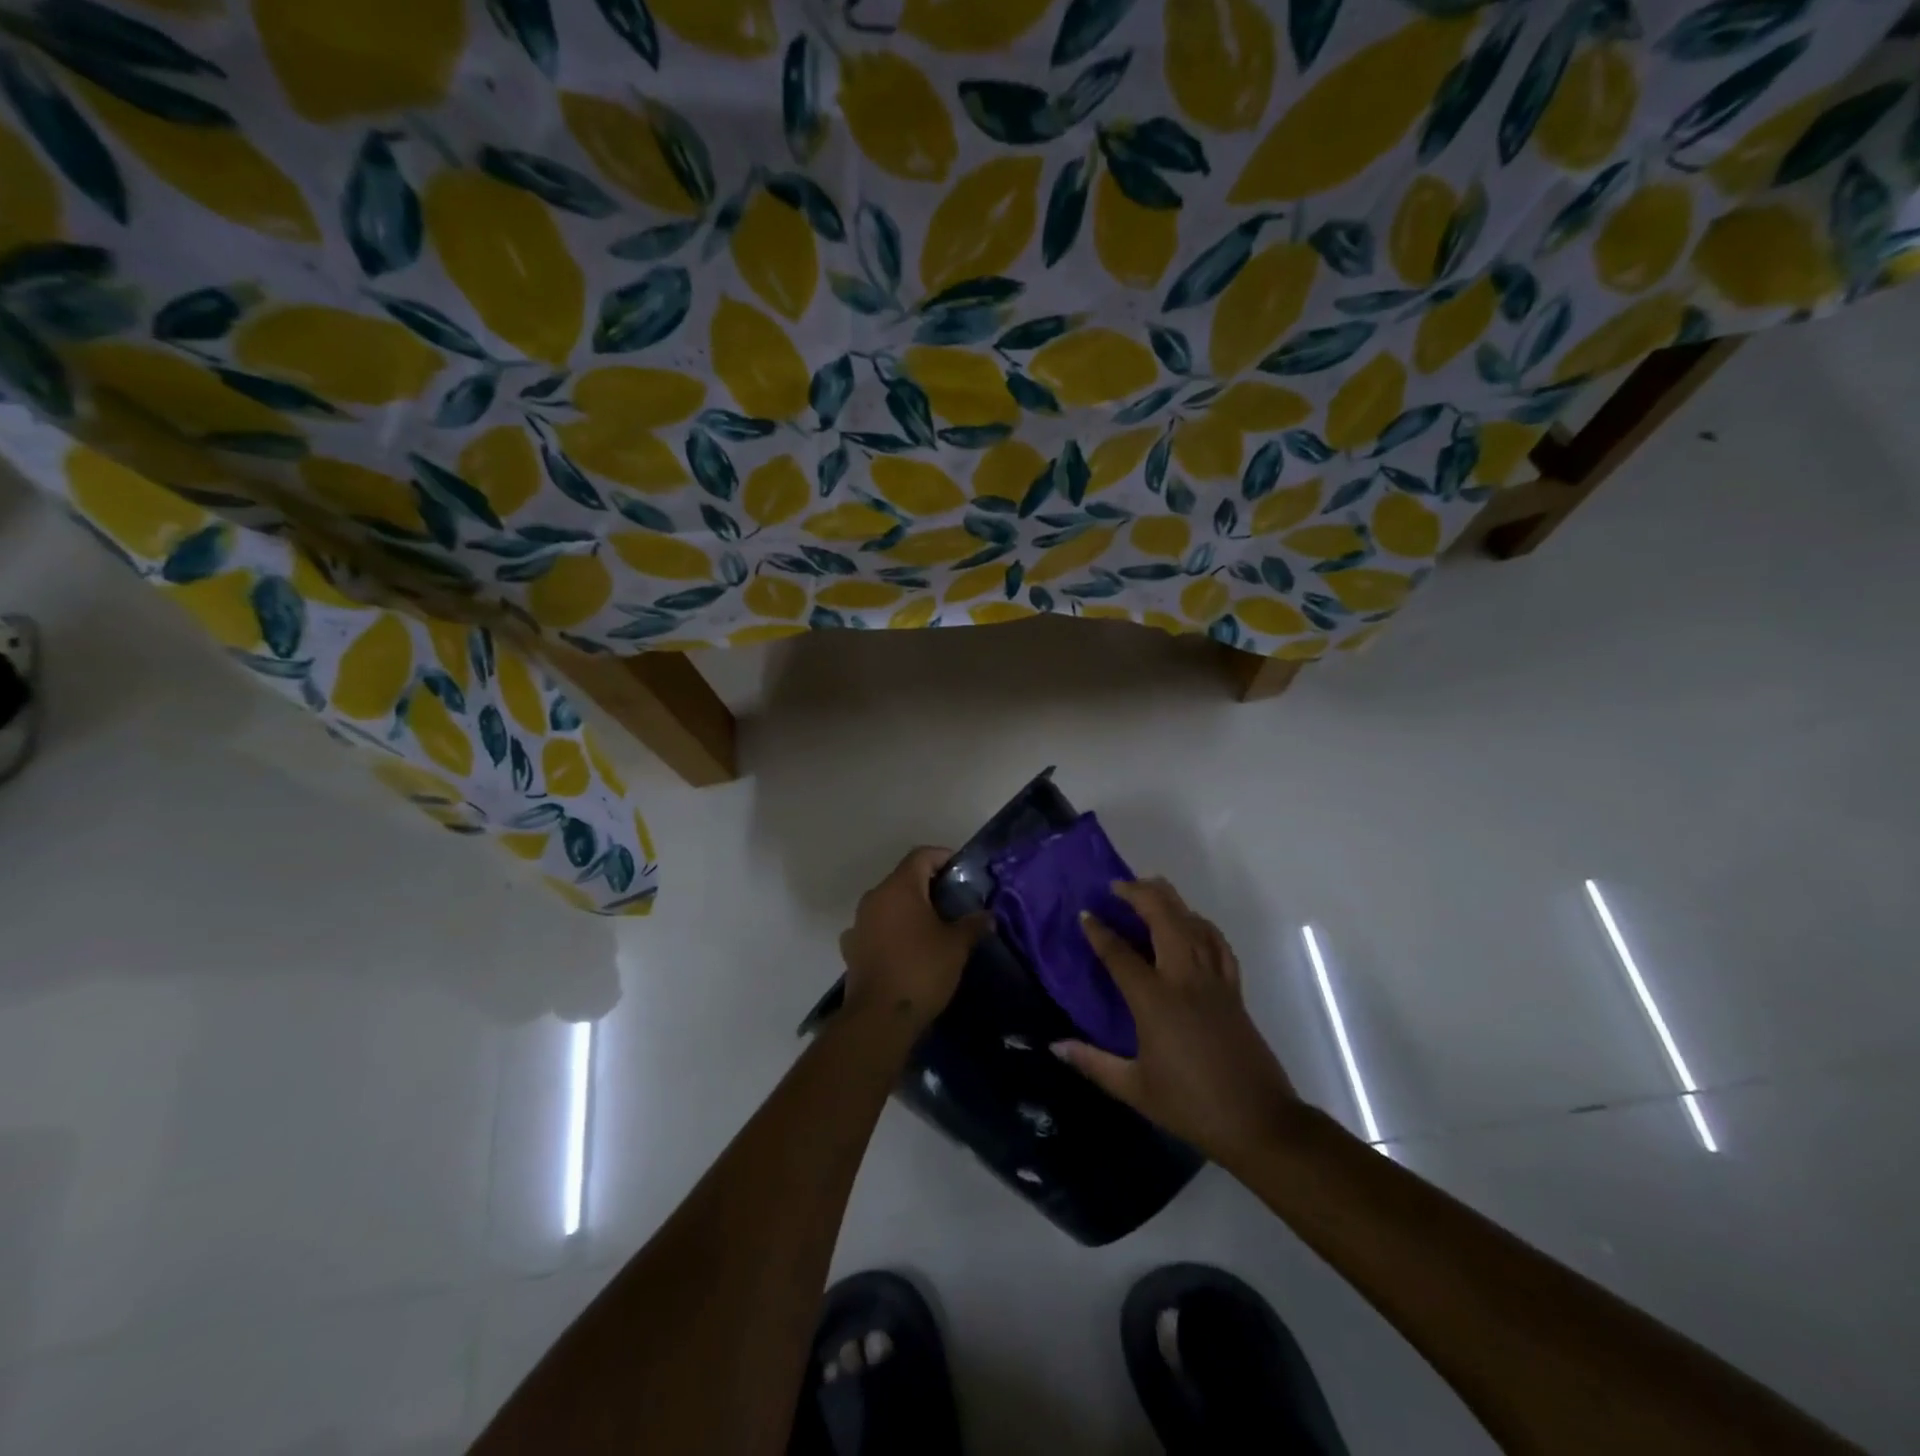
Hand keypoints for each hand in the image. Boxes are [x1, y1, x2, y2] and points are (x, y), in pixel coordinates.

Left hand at [840, 847, 986, 1033]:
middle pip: (904, 878)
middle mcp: (874, 897)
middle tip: (955, 902)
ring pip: (889, 904)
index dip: (944, 857)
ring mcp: (859, 923)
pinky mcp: (852, 948)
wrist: (879, 1017)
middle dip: (929, 885)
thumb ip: (972, 924)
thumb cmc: (921, 970)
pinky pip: (876, 928)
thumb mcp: (956, 946)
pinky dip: (892, 931)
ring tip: (933, 927)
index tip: (962, 872)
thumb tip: (986, 916)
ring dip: (909, 909)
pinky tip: (906, 948)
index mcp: (899, 887)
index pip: (921, 856)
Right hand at [1053, 878, 1300, 1167]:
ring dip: (1170, 900)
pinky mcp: (1234, 990)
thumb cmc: (1191, 1106)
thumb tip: (1055, 1046)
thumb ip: (1092, 1063)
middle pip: (1163, 919)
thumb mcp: (1134, 1089)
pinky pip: (1218, 944)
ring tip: (1151, 888)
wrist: (1259, 1121)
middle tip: (1117, 886)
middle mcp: (1184, 979)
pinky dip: (1202, 925)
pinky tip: (1193, 922)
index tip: (1085, 914)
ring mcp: (1214, 981)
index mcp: (1155, 1001)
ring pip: (1193, 924)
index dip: (1099, 931)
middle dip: (1139, 895)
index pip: (1120, 954)